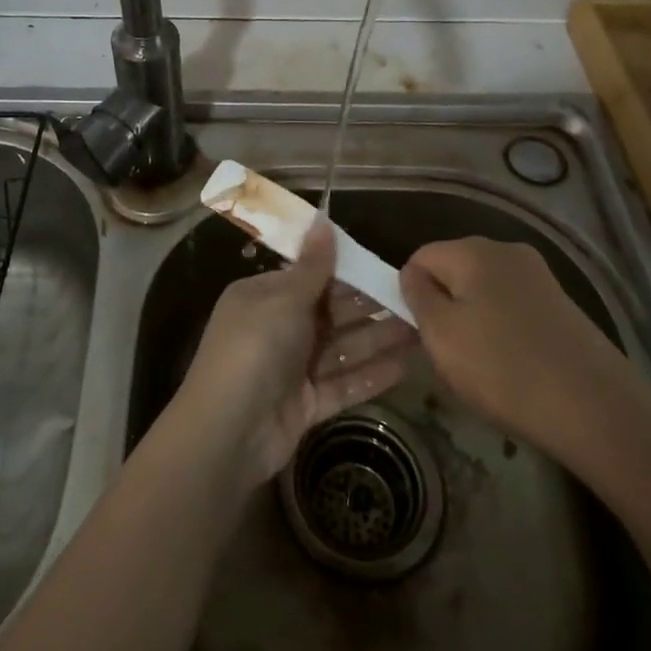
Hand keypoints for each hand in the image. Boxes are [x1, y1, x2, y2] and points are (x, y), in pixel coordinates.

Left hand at [175, 221, 414, 486]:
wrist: (228, 431)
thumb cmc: (255, 348)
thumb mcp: (283, 298)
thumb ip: (312, 266)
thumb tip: (322, 219)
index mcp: (264, 297)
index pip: (310, 278)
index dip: (347, 273)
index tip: (384, 268)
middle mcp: (277, 329)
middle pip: (330, 313)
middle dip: (370, 307)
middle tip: (415, 300)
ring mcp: (291, 369)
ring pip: (341, 349)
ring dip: (378, 339)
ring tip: (422, 330)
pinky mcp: (305, 405)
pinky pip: (343, 384)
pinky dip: (371, 375)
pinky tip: (407, 366)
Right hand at [399, 237, 640, 463]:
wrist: (596, 408)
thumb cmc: (504, 369)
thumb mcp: (441, 335)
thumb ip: (417, 296)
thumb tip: (413, 274)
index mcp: (473, 250)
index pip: (421, 257)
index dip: (411, 292)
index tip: (418, 332)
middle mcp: (507, 251)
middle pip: (455, 271)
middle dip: (444, 306)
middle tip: (448, 353)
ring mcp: (540, 277)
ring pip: (484, 291)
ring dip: (474, 321)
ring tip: (483, 367)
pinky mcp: (562, 304)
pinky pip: (514, 308)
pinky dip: (504, 332)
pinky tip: (514, 368)